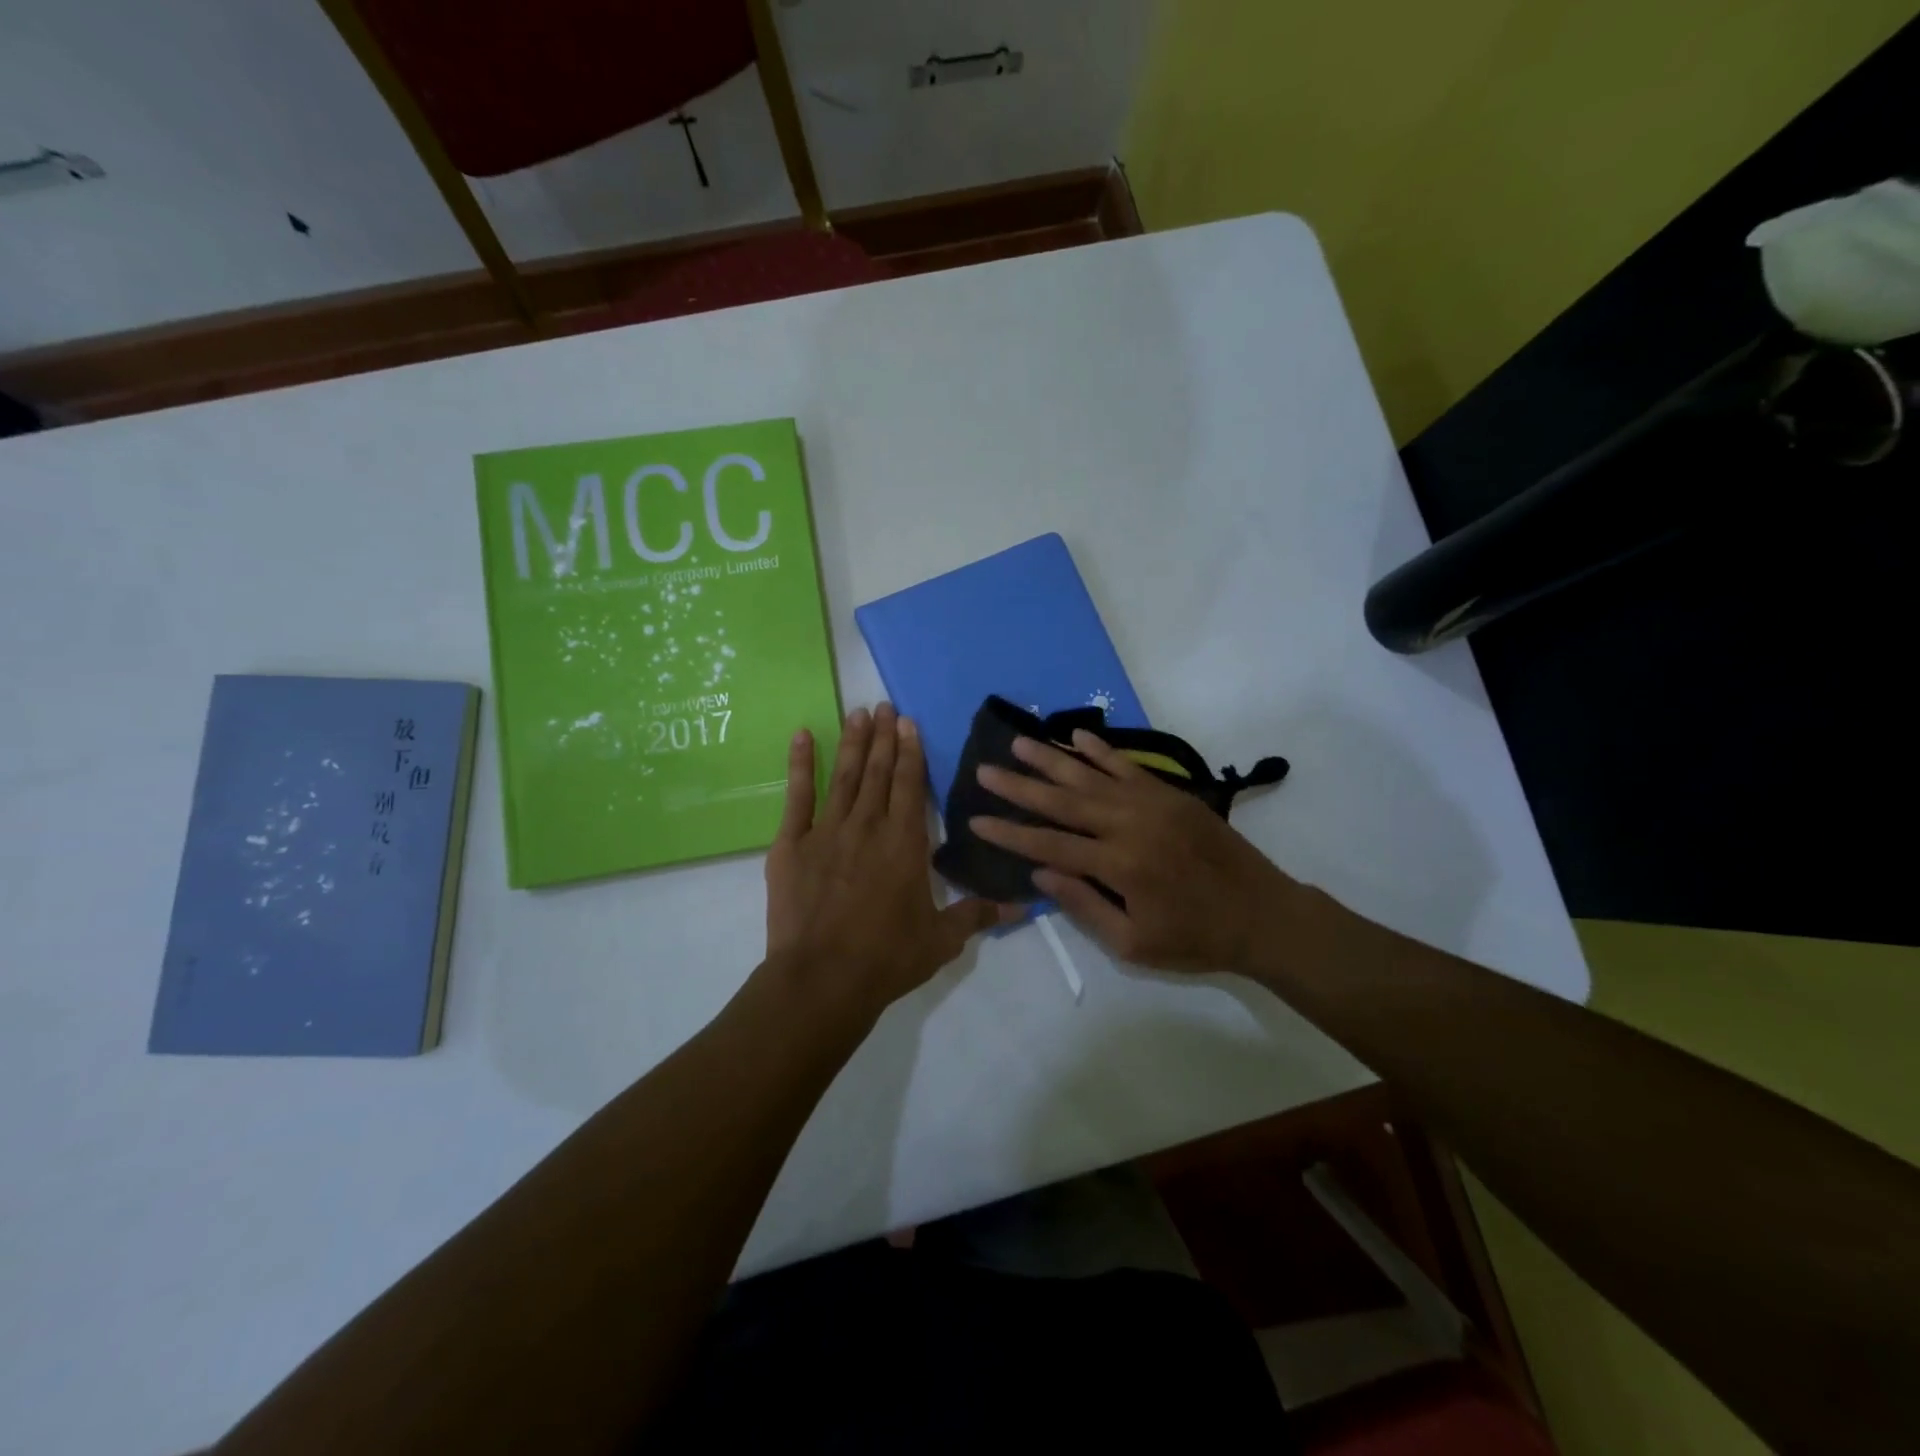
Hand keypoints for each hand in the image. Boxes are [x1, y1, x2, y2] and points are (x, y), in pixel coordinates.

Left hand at [766, 703, 1007, 1019]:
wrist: (822, 979)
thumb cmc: (887, 958)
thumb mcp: (941, 939)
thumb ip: (977, 914)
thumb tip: (1022, 906)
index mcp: (905, 843)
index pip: (911, 785)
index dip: (911, 751)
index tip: (908, 722)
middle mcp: (869, 826)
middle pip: (879, 772)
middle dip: (883, 737)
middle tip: (883, 706)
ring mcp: (827, 831)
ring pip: (844, 776)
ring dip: (852, 742)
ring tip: (857, 713)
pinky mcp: (792, 845)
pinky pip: (797, 796)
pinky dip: (800, 765)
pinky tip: (801, 736)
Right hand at [970, 730, 1292, 973]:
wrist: (1264, 914)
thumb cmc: (1196, 938)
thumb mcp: (1135, 943)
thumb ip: (1084, 906)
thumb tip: (1040, 872)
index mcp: (1119, 865)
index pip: (1050, 845)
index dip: (1010, 833)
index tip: (976, 820)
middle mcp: (1130, 825)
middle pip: (1063, 801)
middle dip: (1019, 786)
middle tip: (984, 770)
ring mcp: (1152, 803)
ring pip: (1091, 775)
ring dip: (1051, 758)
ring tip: (1018, 743)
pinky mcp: (1171, 793)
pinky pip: (1128, 765)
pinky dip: (1100, 750)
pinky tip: (1075, 736)